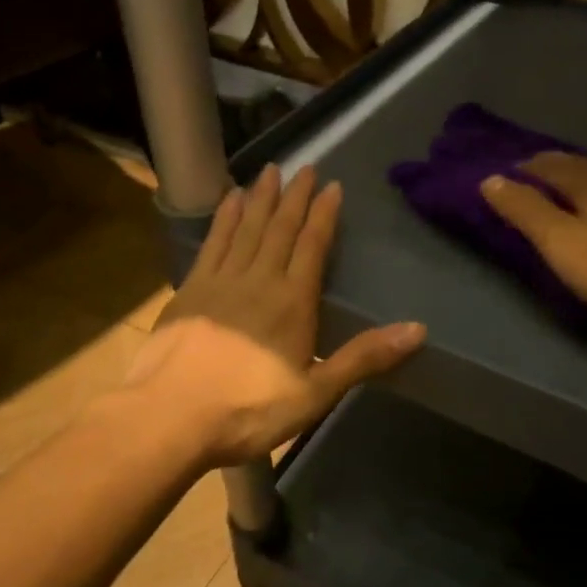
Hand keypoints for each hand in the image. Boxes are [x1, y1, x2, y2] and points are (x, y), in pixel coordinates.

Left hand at [129, 165, 424, 466]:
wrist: (168, 418)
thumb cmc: (248, 410)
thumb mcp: (315, 392)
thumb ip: (364, 357)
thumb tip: (418, 328)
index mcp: (292, 302)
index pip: (312, 246)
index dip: (324, 215)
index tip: (332, 186)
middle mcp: (258, 280)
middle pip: (279, 229)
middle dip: (295, 197)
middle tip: (305, 168)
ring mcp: (219, 282)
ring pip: (246, 228)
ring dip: (260, 198)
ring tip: (269, 171)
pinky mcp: (189, 291)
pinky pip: (212, 243)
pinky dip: (223, 219)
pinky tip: (228, 201)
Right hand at [481, 153, 586, 331]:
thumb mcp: (558, 240)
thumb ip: (524, 208)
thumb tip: (490, 179)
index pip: (551, 164)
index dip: (526, 168)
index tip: (506, 175)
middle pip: (580, 167)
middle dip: (554, 170)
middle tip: (531, 181)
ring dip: (582, 183)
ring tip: (567, 194)